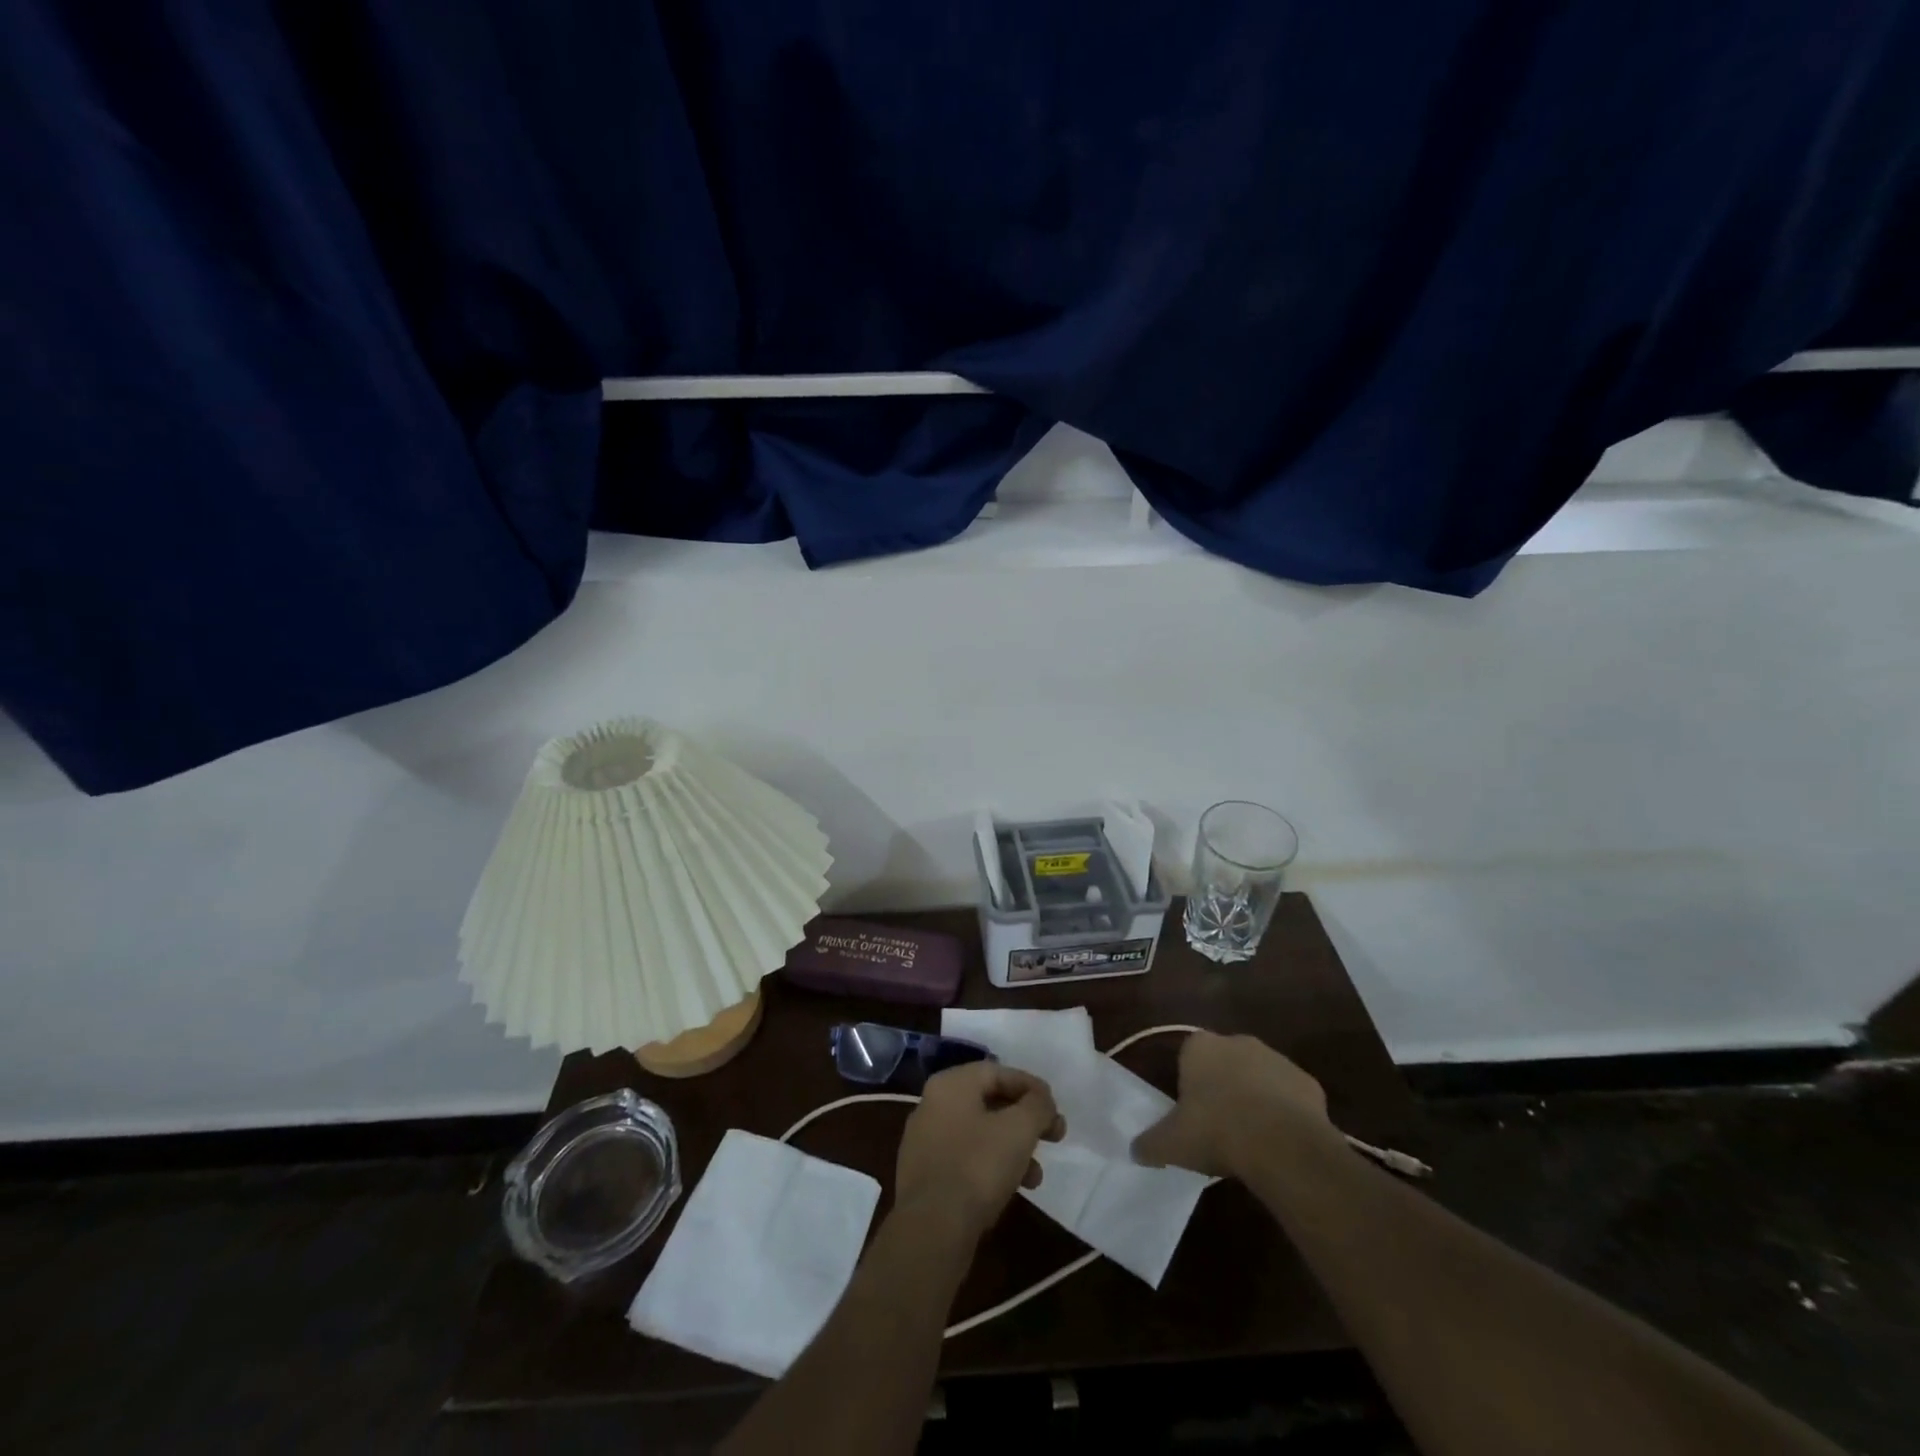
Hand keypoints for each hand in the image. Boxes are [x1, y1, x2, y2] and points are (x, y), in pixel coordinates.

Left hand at [894, 1062, 1064, 1244]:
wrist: (931, 1229)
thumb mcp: (1019, 1129)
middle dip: (1025, 1120)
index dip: (1031, 1087)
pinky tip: (1011, 1190)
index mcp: (950, 1084)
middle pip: (989, 1102)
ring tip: (1036, 1176)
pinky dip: (991, 1166)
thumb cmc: (978, 1167)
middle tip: (1054, 1138)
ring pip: (979, 1133)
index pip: (997, 1072)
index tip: (1055, 1108)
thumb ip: (1037, 1105)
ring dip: (1013, 1148)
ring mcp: (925, 1141)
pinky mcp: (924, 1175)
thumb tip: (1041, 1099)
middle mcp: (932, 1105)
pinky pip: (965, 1159)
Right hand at [1131, 1030, 1334, 1177]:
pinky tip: (1281, 1144)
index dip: (1190, 1084)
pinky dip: (1287, 1115)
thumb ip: (1150, 1143)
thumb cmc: (1216, 1131)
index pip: (1189, 1056)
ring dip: (1257, 1100)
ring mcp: (1277, 1060)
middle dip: (1224, 1088)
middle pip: (1226, 1063)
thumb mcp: (1171, 1143)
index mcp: (1200, 1047)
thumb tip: (1135, 1151)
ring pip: (1260, 1078)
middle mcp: (1238, 1042)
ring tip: (1253, 1140)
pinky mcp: (1309, 1084)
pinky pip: (1291, 1098)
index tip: (1192, 1114)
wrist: (1281, 1144)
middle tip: (1220, 1127)